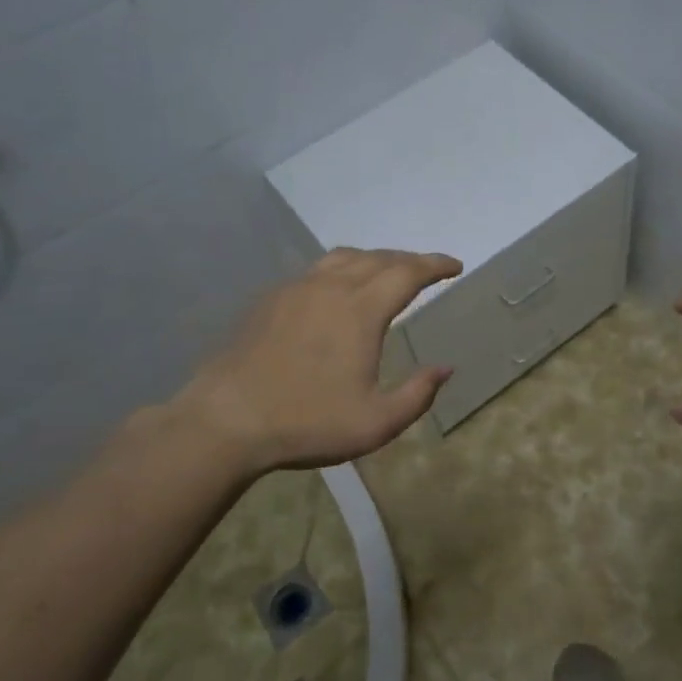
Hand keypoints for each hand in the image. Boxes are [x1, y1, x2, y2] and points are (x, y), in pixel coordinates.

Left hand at [177, 247, 462, 477]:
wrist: (226, 419)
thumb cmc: (307, 422)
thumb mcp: (376, 423)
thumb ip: (418, 394)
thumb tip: (445, 368)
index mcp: (361, 310)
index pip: (408, 272)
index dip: (435, 265)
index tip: (455, 266)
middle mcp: (331, 287)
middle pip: (379, 258)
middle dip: (409, 260)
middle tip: (428, 270)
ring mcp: (296, 289)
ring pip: (344, 258)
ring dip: (374, 259)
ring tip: (387, 272)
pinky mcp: (270, 299)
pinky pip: (317, 270)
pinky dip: (342, 270)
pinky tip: (338, 291)